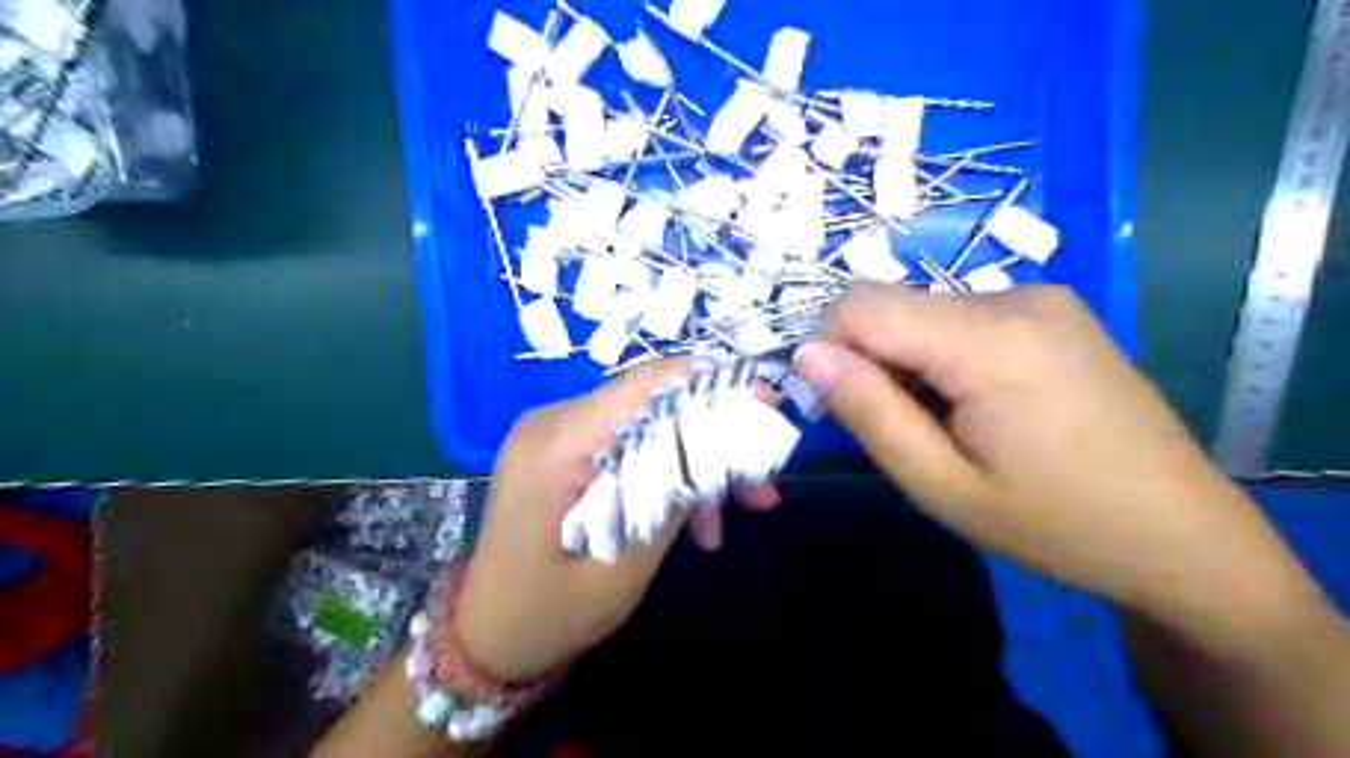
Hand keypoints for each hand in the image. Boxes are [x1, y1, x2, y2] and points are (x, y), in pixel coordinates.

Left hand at [457, 361, 781, 680]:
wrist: (487, 638)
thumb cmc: (547, 616)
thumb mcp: (622, 567)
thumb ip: (670, 498)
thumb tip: (722, 445)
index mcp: (557, 445)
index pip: (647, 385)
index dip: (713, 387)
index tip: (767, 405)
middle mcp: (553, 423)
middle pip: (654, 407)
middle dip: (713, 442)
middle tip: (762, 486)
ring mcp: (556, 436)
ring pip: (647, 430)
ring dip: (693, 468)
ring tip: (726, 523)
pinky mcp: (564, 453)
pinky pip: (628, 449)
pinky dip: (663, 478)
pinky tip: (693, 525)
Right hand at [792, 282, 1314, 623]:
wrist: (1184, 538)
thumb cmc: (1057, 525)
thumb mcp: (942, 486)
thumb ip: (870, 413)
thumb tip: (808, 356)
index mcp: (989, 340)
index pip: (861, 304)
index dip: (823, 346)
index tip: (827, 406)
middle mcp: (1015, 297)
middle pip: (892, 304)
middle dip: (861, 358)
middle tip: (880, 427)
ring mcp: (1040, 299)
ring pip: (922, 312)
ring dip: (900, 360)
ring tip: (932, 425)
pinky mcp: (1053, 312)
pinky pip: (960, 318)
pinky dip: (936, 355)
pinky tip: (966, 405)